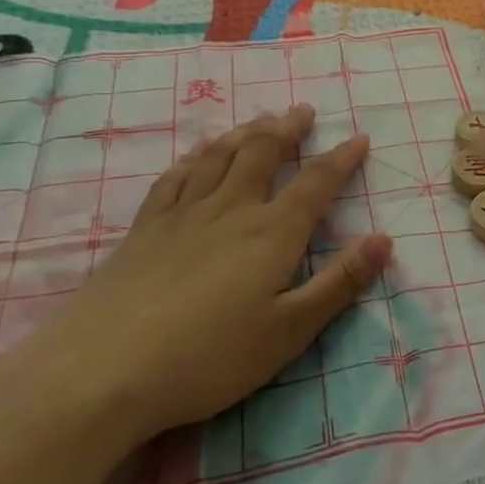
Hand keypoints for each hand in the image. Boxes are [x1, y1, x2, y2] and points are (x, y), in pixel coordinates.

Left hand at [16, 106, 390, 447]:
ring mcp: (182, 216)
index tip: (359, 137)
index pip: (316, 183)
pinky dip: (195, 157)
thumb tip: (384, 239)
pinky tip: (198, 153)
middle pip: (262, 154)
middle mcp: (230, 210)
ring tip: (260, 120)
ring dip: (245, 133)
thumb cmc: (208, 358)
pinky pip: (175, 178)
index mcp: (271, 233)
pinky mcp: (144, 230)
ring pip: (219, 157)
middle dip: (287, 129)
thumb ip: (339, 283)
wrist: (101, 373)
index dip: (341, 159)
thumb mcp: (289, 331)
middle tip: (302, 111)